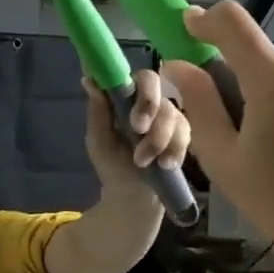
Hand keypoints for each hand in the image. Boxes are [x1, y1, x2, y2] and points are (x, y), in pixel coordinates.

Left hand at [83, 67, 191, 196]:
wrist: (132, 194)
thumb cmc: (112, 163)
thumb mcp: (99, 140)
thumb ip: (98, 111)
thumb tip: (89, 79)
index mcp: (127, 97)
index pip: (139, 77)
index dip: (141, 89)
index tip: (134, 113)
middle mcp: (150, 100)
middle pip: (157, 86)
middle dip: (149, 107)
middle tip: (138, 130)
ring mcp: (168, 116)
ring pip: (171, 113)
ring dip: (157, 139)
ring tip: (142, 161)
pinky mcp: (182, 135)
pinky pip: (184, 134)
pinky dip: (173, 150)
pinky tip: (164, 164)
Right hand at [161, 2, 273, 265]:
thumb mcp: (223, 157)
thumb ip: (199, 104)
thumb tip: (178, 66)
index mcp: (273, 77)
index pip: (232, 20)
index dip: (204, 19)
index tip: (186, 30)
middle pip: (255, 57)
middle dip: (232, 79)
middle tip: (222, 128)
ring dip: (260, 97)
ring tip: (260, 149)